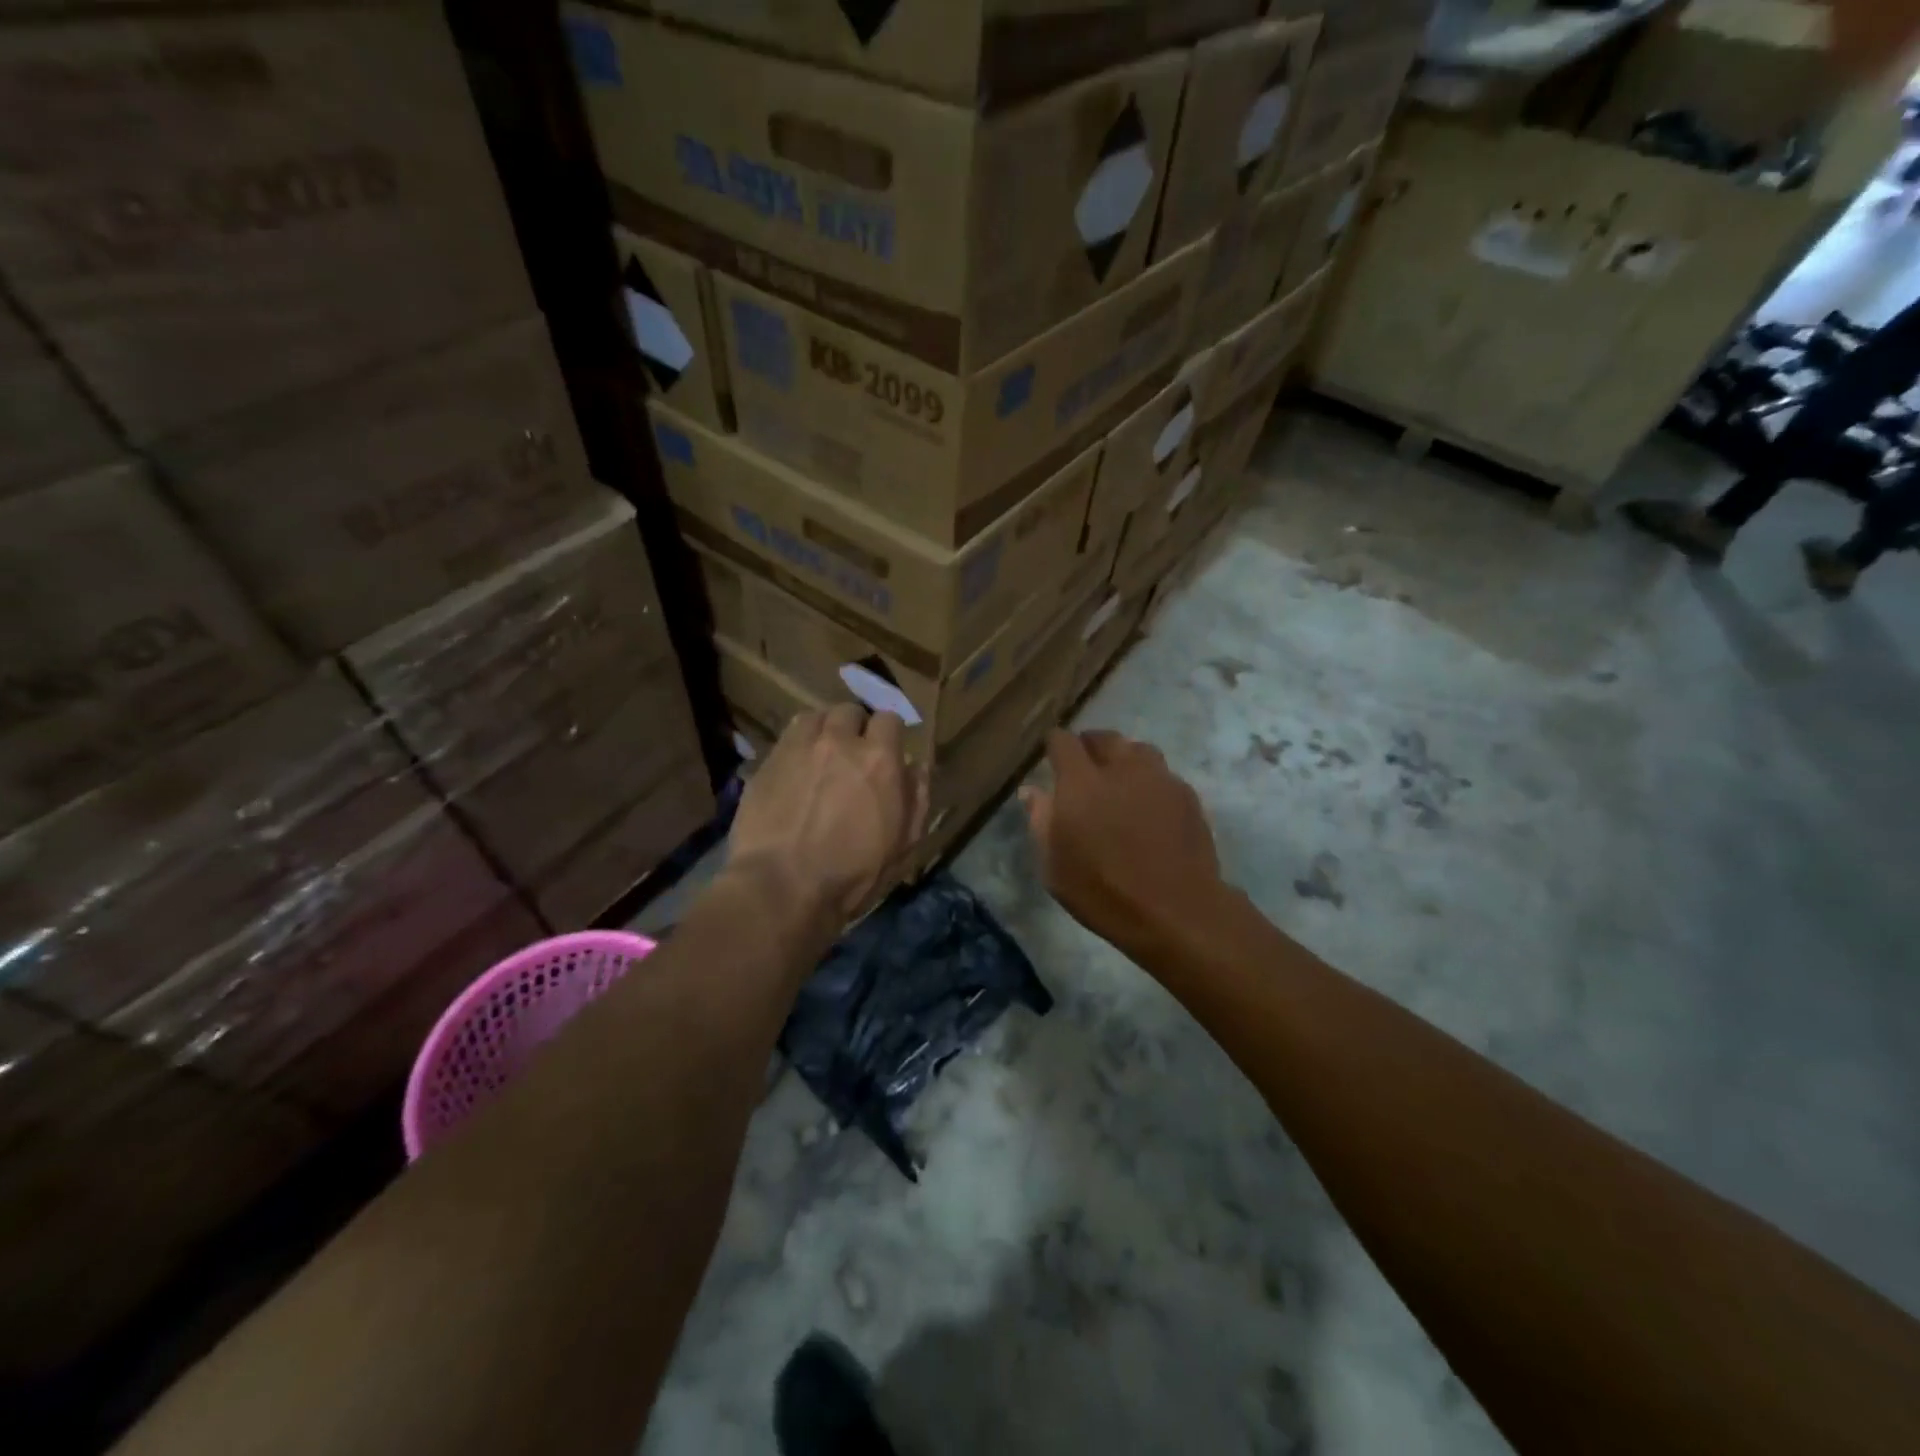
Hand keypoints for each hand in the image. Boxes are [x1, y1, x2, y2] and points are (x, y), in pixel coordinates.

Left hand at [729, 705, 925, 922]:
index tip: (887, 752)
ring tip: (821, 753)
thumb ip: (916, 798)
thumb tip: (917, 766)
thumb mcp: (904, 845)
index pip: (889, 719)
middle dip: (855, 726)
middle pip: (849, 711)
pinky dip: (796, 745)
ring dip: (823, 729)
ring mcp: (798, 747)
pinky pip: (786, 737)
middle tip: (853, 753)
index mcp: (879, 758)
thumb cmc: (853, 874)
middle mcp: (839, 741)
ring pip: (814, 717)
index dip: (889, 735)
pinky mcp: (767, 762)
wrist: (782, 887)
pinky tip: (795, 769)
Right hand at [1021, 730, 1222, 954]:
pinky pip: (1162, 773)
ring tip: (1119, 780)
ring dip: (1123, 758)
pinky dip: (1149, 780)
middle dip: (1090, 746)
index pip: (1063, 741)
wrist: (1175, 911)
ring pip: (1137, 750)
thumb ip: (1041, 821)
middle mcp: (1121, 768)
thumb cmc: (1103, 892)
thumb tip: (1031, 790)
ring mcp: (1159, 778)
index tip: (1052, 757)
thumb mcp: (1054, 866)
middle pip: (1104, 738)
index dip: (1055, 745)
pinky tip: (1148, 804)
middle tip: (1083, 768)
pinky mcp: (1186, 795)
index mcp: (1081, 782)